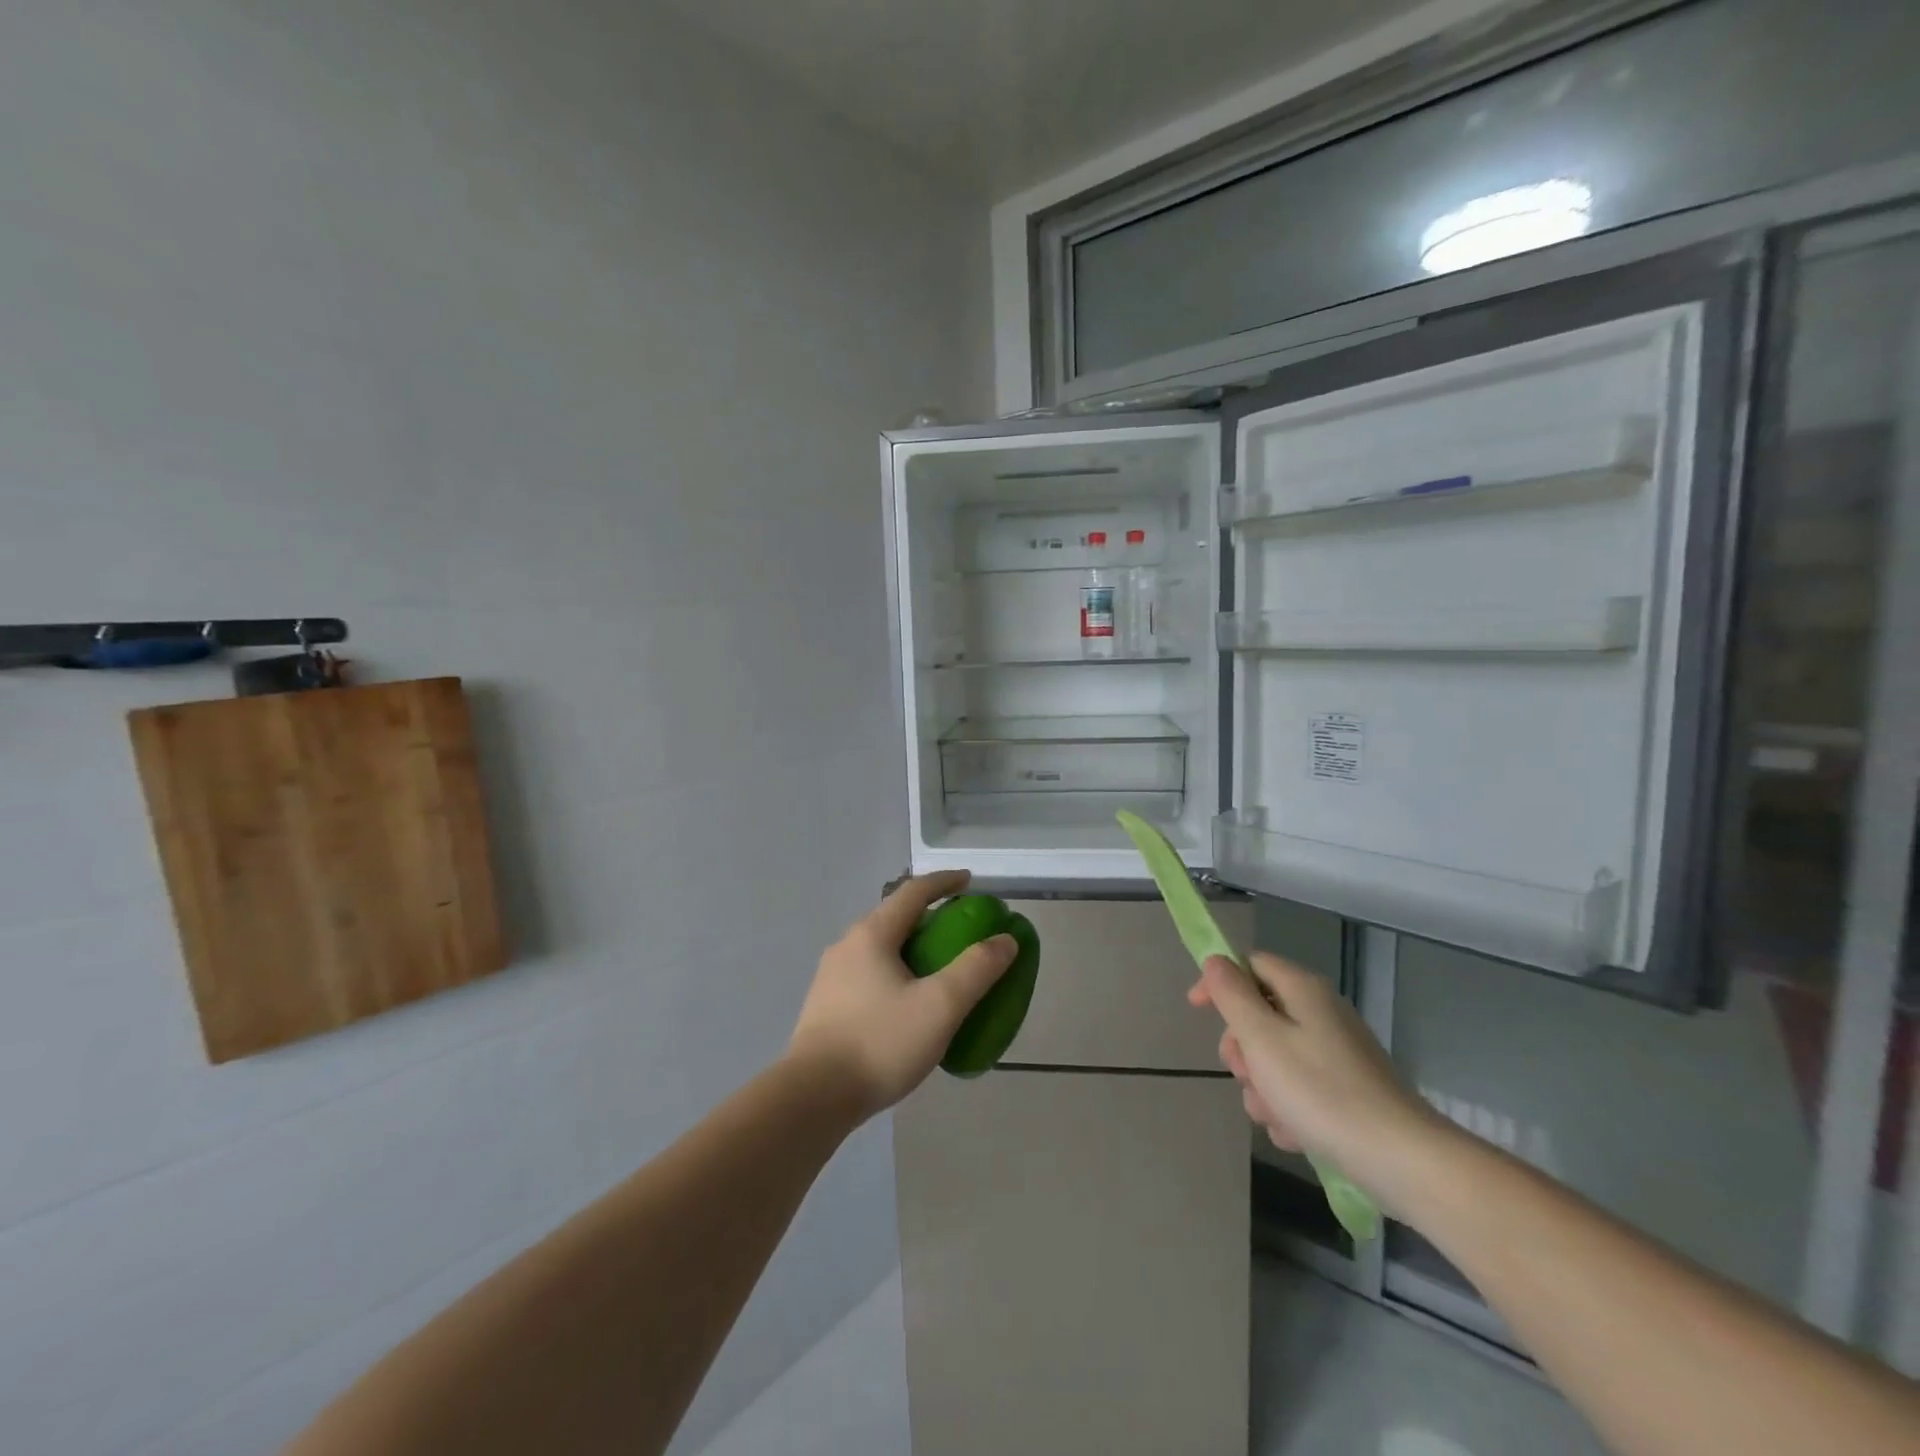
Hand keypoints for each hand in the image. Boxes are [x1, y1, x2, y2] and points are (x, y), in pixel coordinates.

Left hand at [787, 871, 1016, 1119]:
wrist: (813, 1097)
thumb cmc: (880, 1043)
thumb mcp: (940, 1006)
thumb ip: (976, 969)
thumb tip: (1005, 940)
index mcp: (872, 934)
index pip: (913, 892)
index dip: (944, 882)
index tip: (969, 881)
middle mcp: (847, 945)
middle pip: (894, 917)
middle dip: (929, 917)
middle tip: (960, 931)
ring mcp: (831, 976)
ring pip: (880, 948)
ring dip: (911, 948)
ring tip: (937, 969)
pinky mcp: (826, 1005)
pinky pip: (869, 974)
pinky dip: (895, 973)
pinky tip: (907, 1005)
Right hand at [1188, 951, 1444, 1207]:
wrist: (1402, 1160)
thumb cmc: (1322, 1092)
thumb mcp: (1262, 1039)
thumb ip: (1233, 995)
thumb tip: (1215, 960)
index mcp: (1302, 990)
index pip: (1250, 964)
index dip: (1220, 982)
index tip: (1197, 1011)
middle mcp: (1321, 1013)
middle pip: (1260, 1014)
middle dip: (1242, 1048)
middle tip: (1243, 1074)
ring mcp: (1338, 1053)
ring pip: (1276, 1057)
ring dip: (1263, 1087)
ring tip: (1274, 1115)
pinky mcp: (1348, 1090)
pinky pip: (1300, 1088)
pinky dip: (1289, 1108)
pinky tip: (1295, 1134)